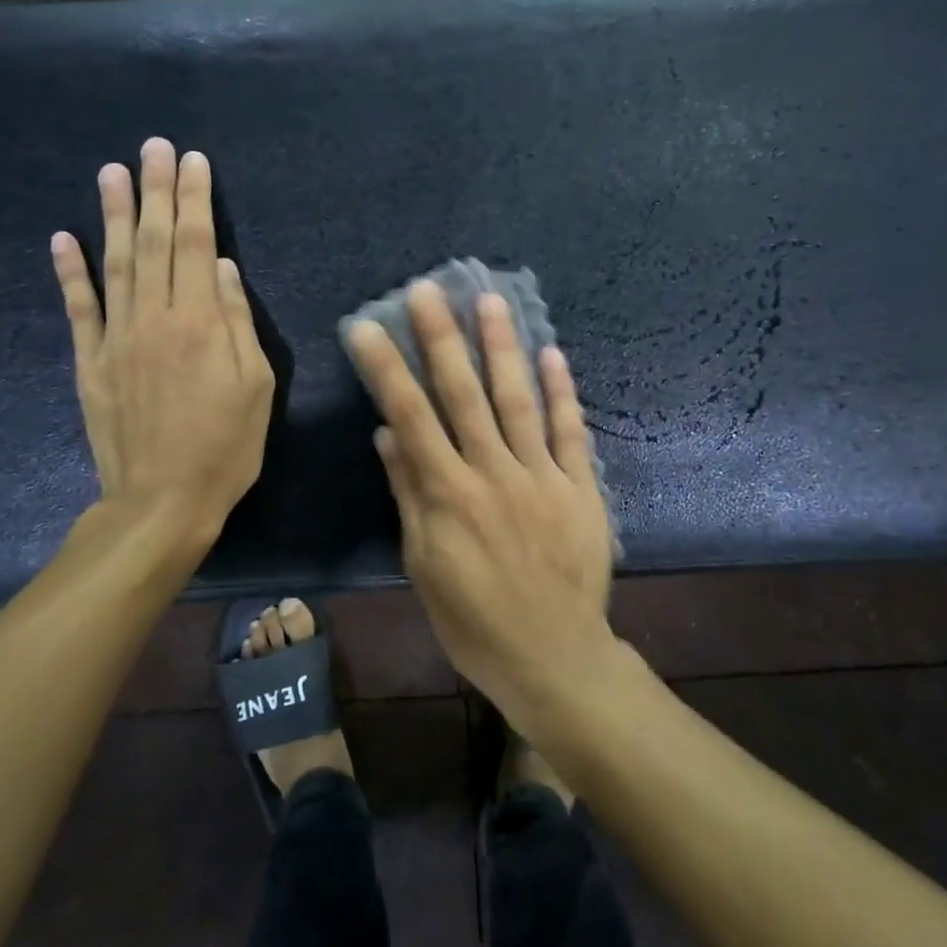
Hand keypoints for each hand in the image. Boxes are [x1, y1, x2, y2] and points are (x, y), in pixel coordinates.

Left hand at [51, 138, 273, 539]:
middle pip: (154, 241)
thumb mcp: (257, 386)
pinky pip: (78, 308)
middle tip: (153, 147)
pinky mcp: (90, 361)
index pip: (196, 244)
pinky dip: (68, 271)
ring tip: (112, 172)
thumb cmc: (226, 446)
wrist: (162, 500)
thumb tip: (223, 268)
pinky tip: (62, 237)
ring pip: (113, 263)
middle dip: (156, 191)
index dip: (195, 200)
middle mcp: (154, 317)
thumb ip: (238, 322)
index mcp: (201, 322)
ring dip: (112, 214)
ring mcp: (116, 337)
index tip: (193, 161)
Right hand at [346, 282, 614, 706]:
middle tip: (430, 289)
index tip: (366, 327)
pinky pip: (569, 433)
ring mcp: (541, 477)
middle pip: (463, 396)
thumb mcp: (424, 564)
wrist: (553, 657)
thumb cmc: (473, 620)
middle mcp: (493, 473)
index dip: (386, 369)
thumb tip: (388, 435)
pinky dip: (562, 393)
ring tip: (492, 301)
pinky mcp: (580, 488)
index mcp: (449, 495)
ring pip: (518, 401)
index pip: (410, 417)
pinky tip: (552, 353)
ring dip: (503, 349)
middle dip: (443, 338)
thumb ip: (410, 494)